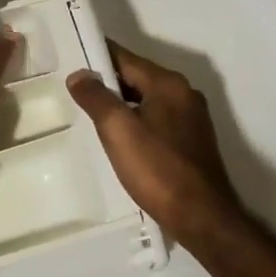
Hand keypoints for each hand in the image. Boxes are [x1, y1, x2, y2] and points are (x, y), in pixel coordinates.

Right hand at [66, 40, 240, 237]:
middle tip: (77, 90)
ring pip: (148, 99)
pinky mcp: (193, 142)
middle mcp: (184, 93)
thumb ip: (96, 98)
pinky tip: (122, 139)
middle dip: (108, 82)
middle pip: (138, 77)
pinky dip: (138, 121)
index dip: (98, 57)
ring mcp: (192, 118)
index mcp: (168, 83)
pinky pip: (158, 119)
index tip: (72, 58)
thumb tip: (79, 74)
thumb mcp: (118, 130)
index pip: (126, 58)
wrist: (203, 219)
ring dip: (122, 104)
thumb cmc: (158, 169)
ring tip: (94, 115)